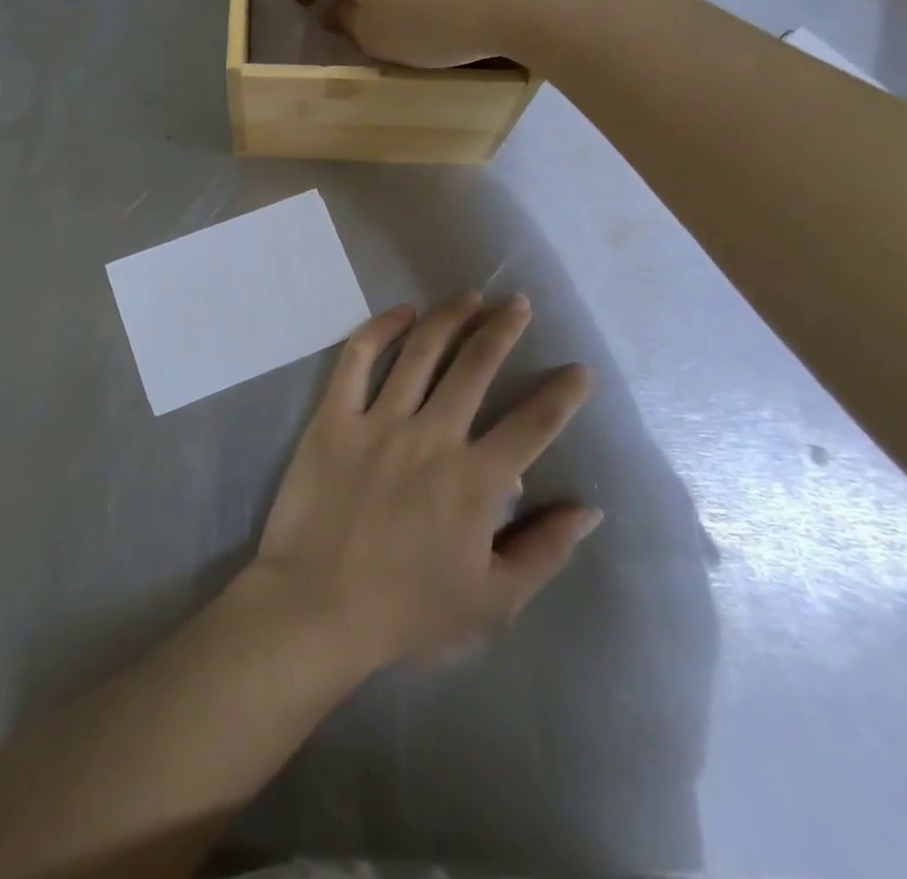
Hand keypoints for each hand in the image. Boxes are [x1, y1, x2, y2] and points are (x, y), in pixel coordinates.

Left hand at [249, 293, 600, 672]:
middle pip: (476, 367)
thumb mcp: (492, 599)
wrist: (318, 605)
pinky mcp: (335, 416)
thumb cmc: (408, 610)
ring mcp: (380, 420)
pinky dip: (380, 329)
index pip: (534, 424)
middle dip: (502, 330)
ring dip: (450, 318)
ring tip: (470, 296)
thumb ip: (543, 550)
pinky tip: (401, 311)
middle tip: (517, 303)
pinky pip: (358, 360)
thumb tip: (588, 509)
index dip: (562, 393)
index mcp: (476, 480)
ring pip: (422, 352)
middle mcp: (433, 436)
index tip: (578, 369)